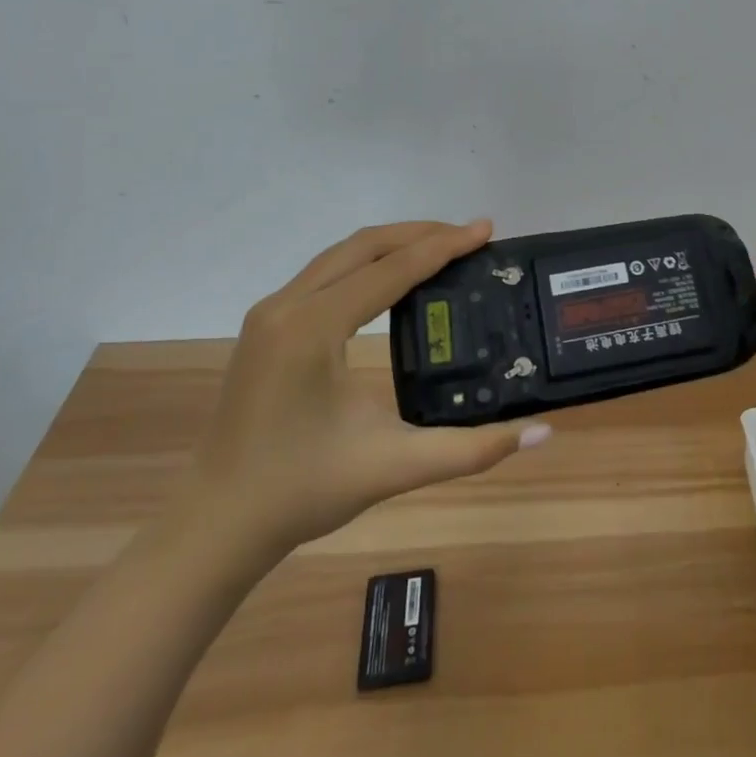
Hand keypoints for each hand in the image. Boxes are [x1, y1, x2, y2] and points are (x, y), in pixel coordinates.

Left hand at [168, 220, 549, 571]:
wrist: (215, 526)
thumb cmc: (301, 492)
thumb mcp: (394, 467)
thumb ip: (471, 449)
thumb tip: (540, 434)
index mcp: (313, 328)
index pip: (391, 270)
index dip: (444, 246)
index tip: (486, 230)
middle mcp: (287, 306)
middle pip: (364, 246)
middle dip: (421, 234)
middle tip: (470, 236)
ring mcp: (270, 313)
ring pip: (341, 254)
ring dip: (393, 244)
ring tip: (441, 247)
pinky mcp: (266, 326)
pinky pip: (325, 273)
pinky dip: (367, 263)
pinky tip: (393, 278)